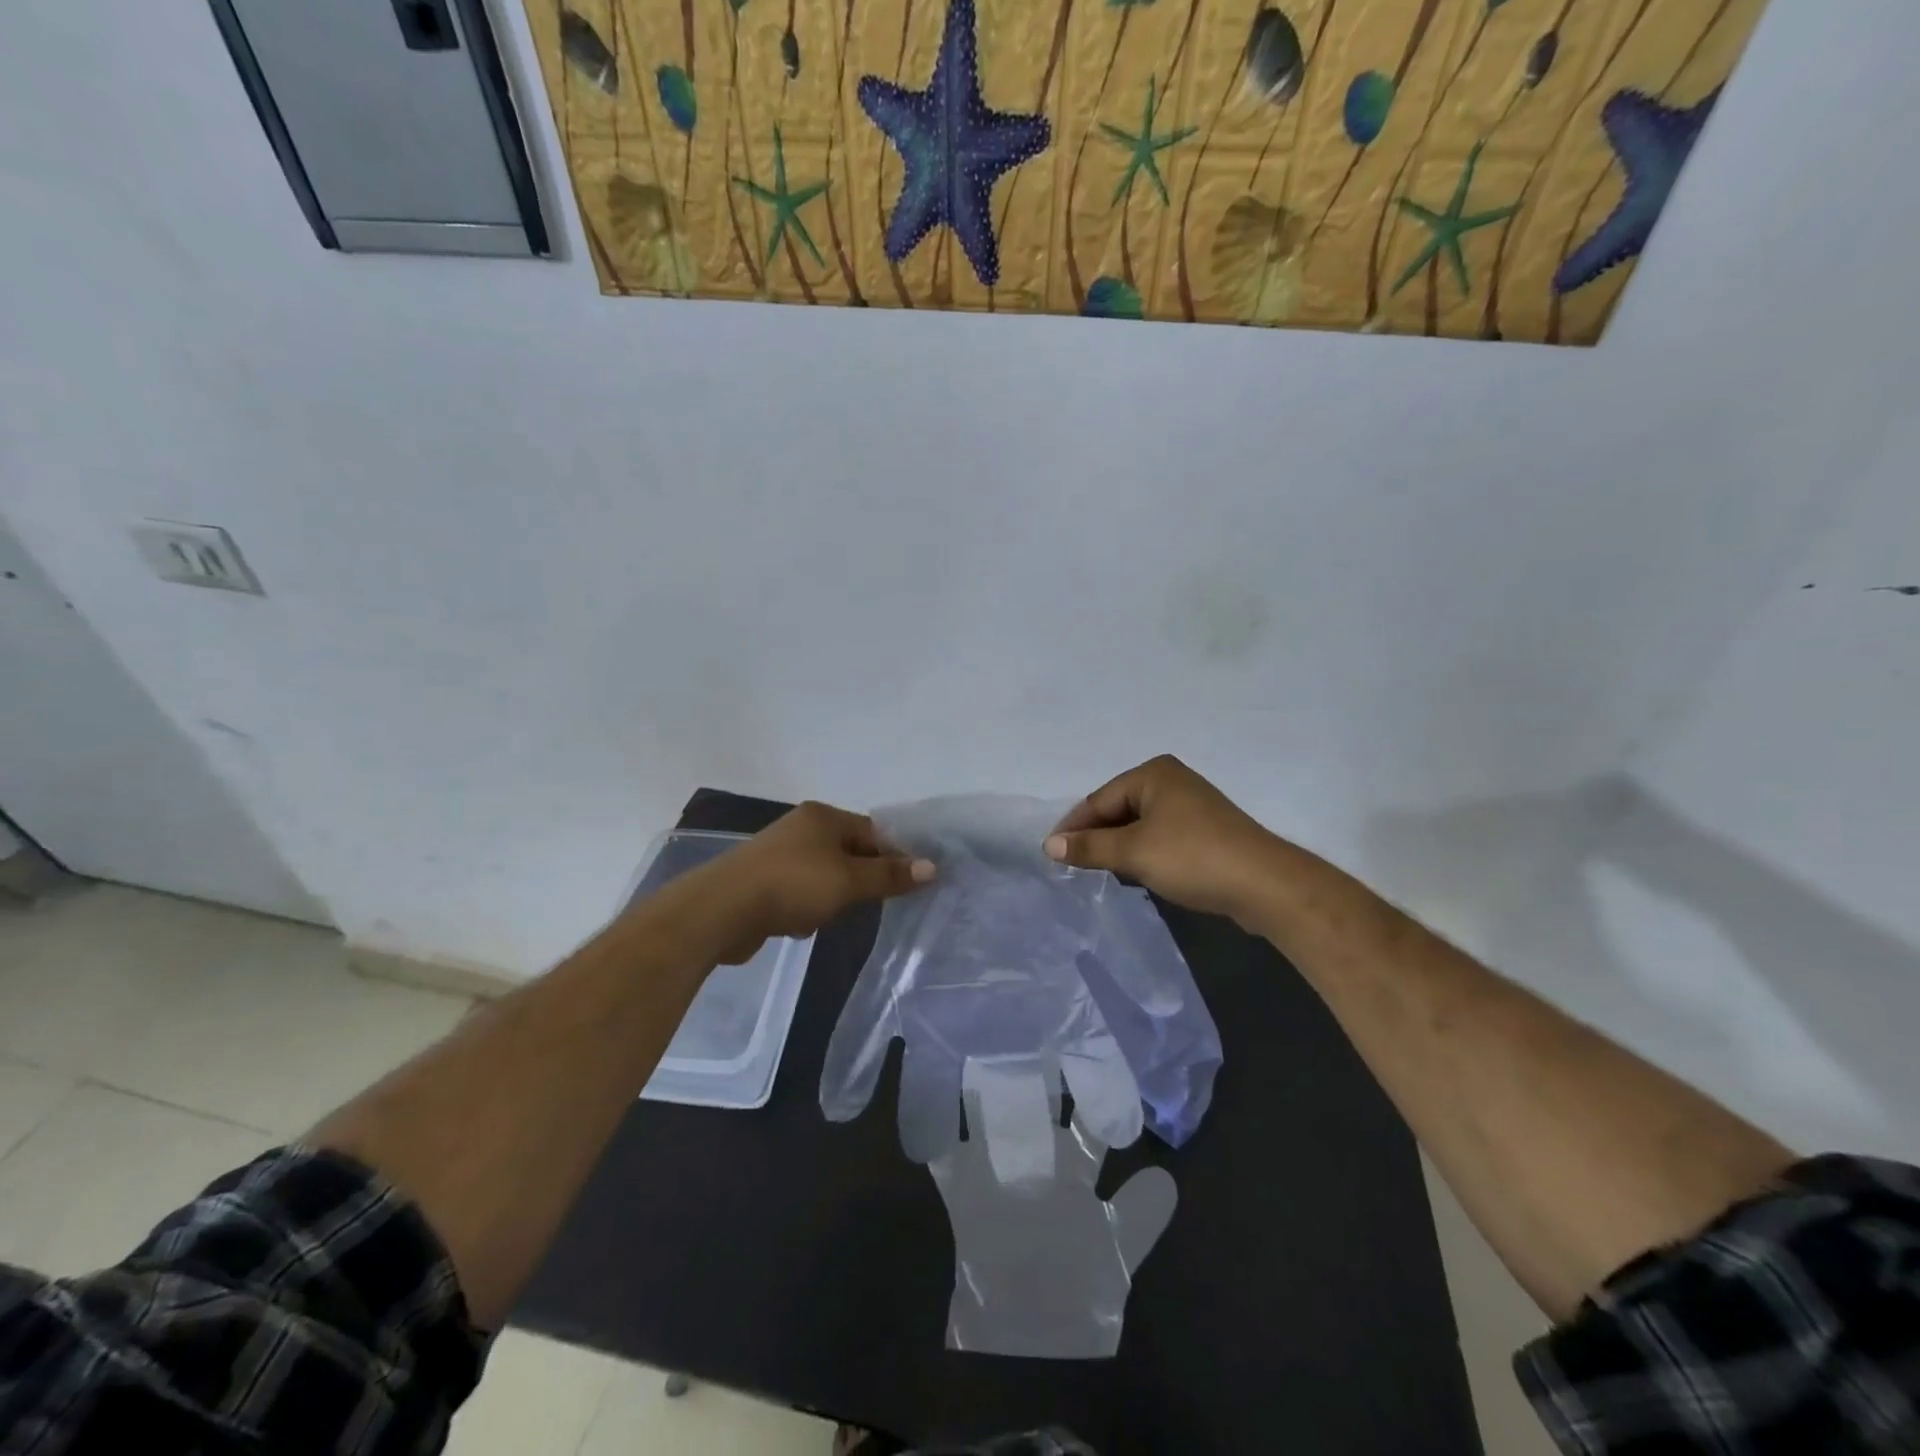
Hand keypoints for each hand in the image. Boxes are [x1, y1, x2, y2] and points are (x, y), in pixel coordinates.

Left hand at [697, 802, 934, 961]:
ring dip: (832, 898)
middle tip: (868, 904)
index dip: (894, 856)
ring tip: (828, 916)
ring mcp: (779, 854)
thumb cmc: (793, 885)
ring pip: (826, 875)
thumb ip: (889, 875)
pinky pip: (800, 892)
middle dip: (861, 880)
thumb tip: (932, 866)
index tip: (910, 884)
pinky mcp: (763, 881)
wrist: (721, 910)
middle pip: (850, 852)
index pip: (873, 831)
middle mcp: (801, 828)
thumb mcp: (849, 880)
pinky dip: (806, 908)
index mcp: (823, 817)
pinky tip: (800, 925)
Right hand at [1044, 755, 1281, 923]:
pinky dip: (1141, 852)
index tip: (1052, 855)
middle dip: (1095, 836)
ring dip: (1117, 847)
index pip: (1099, 799)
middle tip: (1071, 866)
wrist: (1265, 885)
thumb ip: (1089, 847)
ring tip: (1097, 871)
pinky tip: (1134, 873)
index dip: (1073, 827)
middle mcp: (1171, 781)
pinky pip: (1159, 837)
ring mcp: (1191, 806)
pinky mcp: (1205, 832)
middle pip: (1118, 809)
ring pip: (1138, 825)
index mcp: (1153, 773)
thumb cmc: (1193, 857)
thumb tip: (1049, 846)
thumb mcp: (1133, 852)